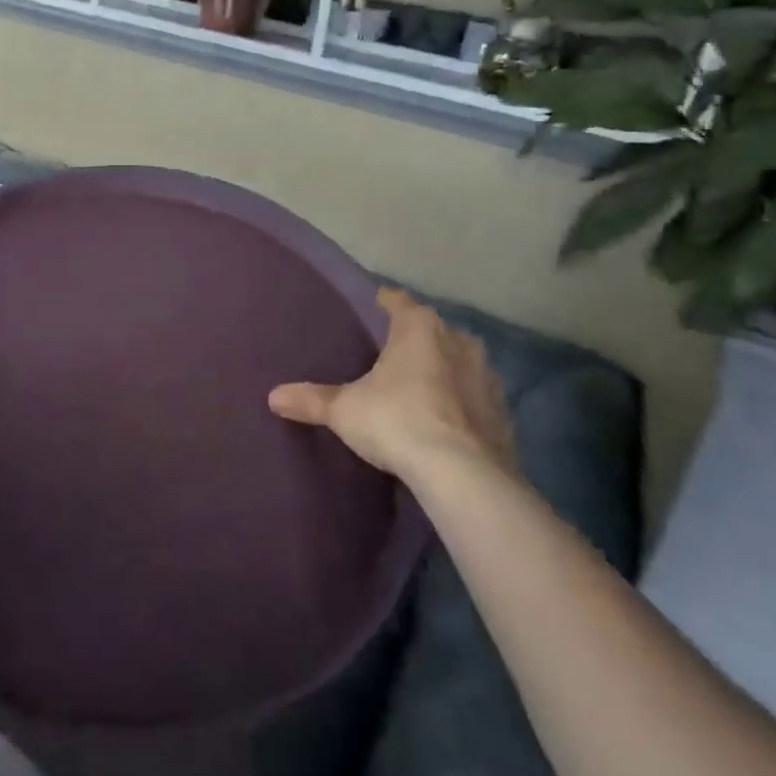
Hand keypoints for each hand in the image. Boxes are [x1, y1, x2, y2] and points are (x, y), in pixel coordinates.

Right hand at [269, 287, 517, 485]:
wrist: (464, 476)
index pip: (395, 299)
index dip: (380, 303)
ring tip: (417, 390)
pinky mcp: (503, 411)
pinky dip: (461, 403)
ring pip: (457, 360)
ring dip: (441, 370)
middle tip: (386, 357)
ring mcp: (486, 374)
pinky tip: (446, 422)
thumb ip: (311, 399)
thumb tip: (273, 396)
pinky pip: (476, 396)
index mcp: (418, 326)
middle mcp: (457, 339)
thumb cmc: (397, 421)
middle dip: (411, 339)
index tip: (367, 311)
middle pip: (429, 329)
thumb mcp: (345, 410)